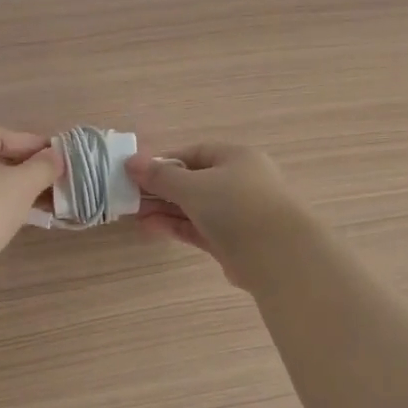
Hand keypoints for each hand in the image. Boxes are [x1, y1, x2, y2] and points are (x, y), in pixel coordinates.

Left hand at [0, 128, 62, 289]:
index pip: (1, 135)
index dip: (32, 143)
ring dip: (21, 193)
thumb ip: (43, 166)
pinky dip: (6, 210)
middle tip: (58, 180)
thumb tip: (57, 156)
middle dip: (29, 170)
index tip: (59, 156)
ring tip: (51, 202)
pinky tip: (29, 219)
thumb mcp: (21, 183)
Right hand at [124, 143, 304, 288]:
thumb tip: (130, 162)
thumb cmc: (235, 205)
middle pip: (193, 181)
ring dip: (165, 210)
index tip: (138, 173)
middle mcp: (239, 182)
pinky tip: (150, 228)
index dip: (164, 162)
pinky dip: (176, 227)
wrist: (277, 254)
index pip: (194, 153)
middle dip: (161, 189)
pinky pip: (199, 229)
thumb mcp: (192, 185)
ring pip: (195, 208)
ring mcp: (237, 214)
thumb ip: (160, 176)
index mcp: (236, 158)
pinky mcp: (232, 242)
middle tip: (131, 197)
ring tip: (135, 215)